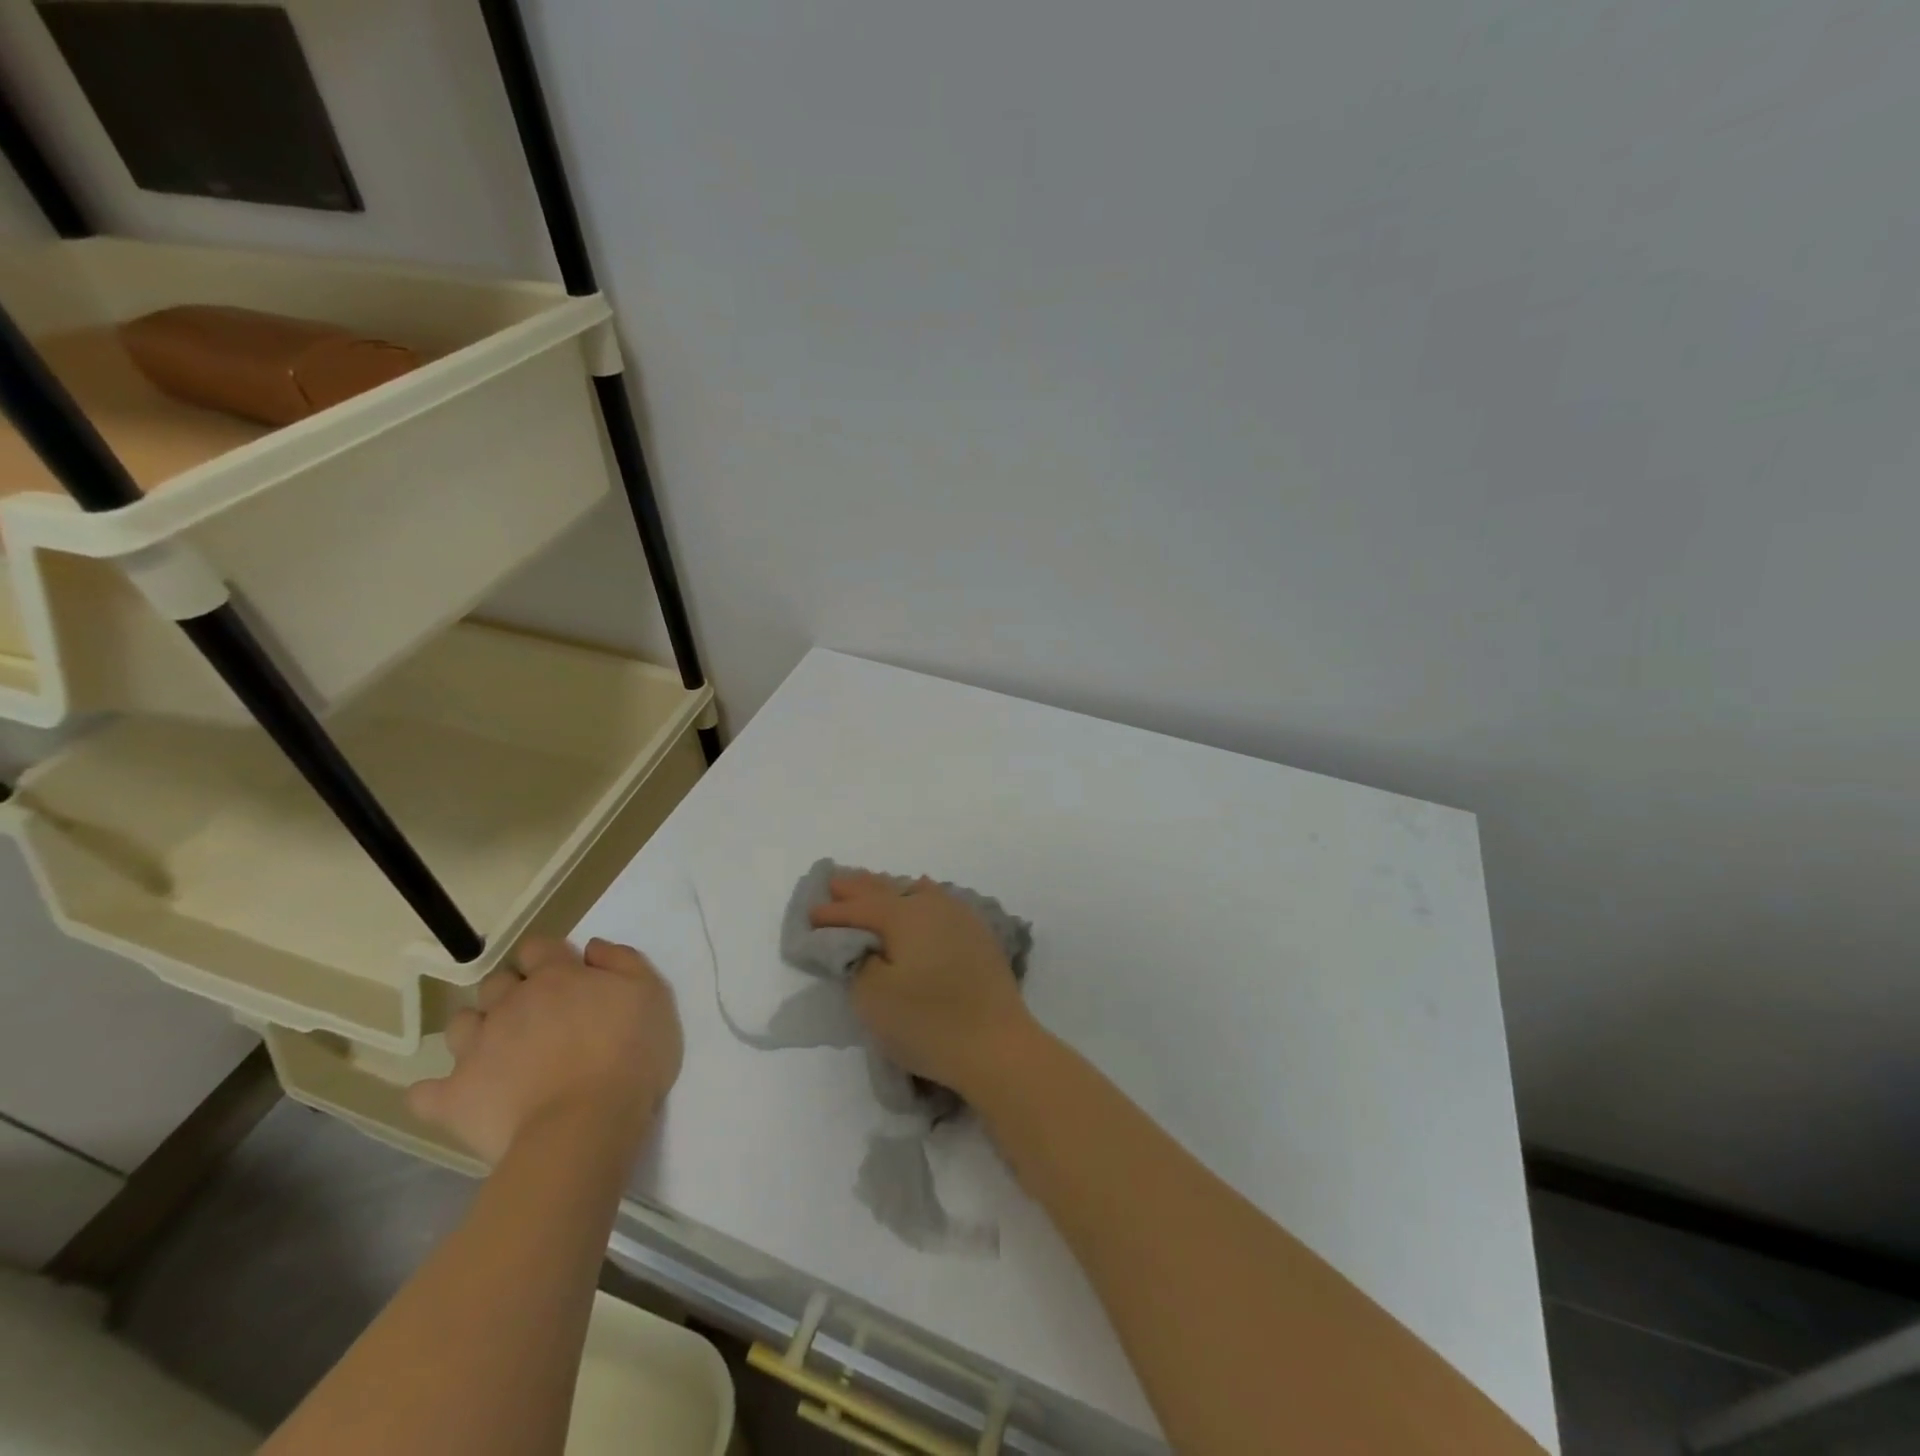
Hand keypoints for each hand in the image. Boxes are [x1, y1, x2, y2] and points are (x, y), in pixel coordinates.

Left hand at [407, 937, 682, 1165]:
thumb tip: (591, 948)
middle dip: (512, 991)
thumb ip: (623, 961)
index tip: (564, 973)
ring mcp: (476, 1049)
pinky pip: (425, 1093)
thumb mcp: (652, 995)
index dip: (548, 956)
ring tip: (499, 1050)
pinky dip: (436, 1092)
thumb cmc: (629, 1054)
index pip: (538, 948)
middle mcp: (510, 1003)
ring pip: (460, 1024)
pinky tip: (454, 1096)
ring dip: (476, 1029)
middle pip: (497, 982)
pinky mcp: (453, 1098)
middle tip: (538, 1014)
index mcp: (557, 976)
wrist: (585, 1125)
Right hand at [809, 872, 1036, 1099]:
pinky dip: (919, 900)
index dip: (833, 912)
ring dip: (890, 891)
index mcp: (905, 914)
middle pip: (889, 890)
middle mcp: (934, 906)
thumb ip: (857, 962)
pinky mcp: (979, 937)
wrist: (997, 1046)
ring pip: (916, 893)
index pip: (860, 908)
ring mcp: (961, 918)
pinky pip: (938, 904)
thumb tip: (861, 945)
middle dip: (859, 888)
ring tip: (873, 887)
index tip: (810, 914)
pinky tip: (922, 898)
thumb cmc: (928, 1022)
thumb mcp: (873, 997)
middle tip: (835, 881)